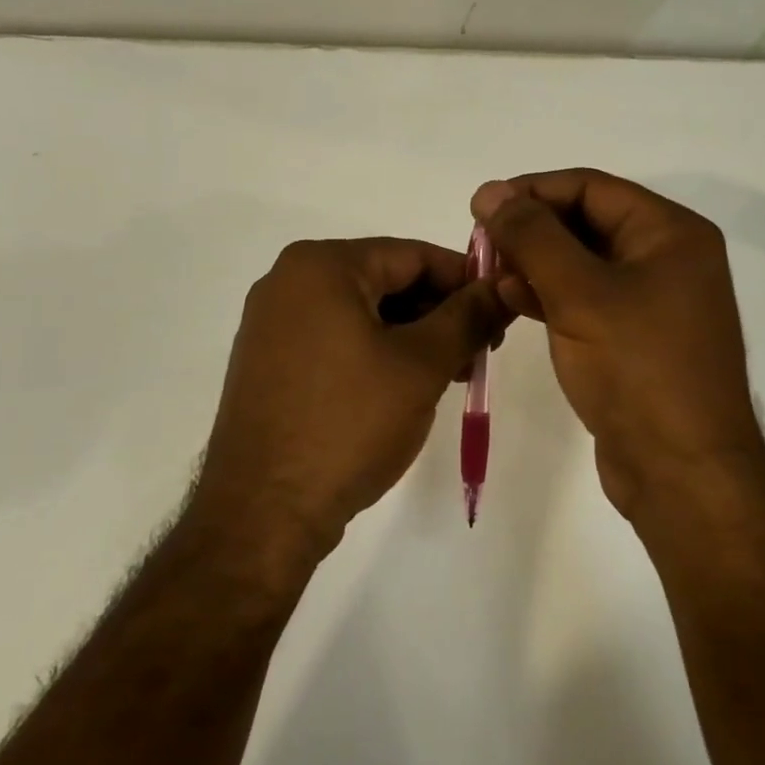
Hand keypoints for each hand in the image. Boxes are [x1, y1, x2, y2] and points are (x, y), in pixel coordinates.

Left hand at [192, 238, 509, 558]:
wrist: (263, 511)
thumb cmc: (348, 423)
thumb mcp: (422, 365)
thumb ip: (468, 317)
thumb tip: (500, 286)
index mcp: (320, 265)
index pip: (412, 254)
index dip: (465, 280)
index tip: (501, 311)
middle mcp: (288, 282)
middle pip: (386, 281)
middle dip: (439, 313)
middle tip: (480, 352)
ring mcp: (273, 324)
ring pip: (363, 314)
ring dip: (412, 337)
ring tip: (452, 375)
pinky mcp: (269, 362)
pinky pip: (336, 340)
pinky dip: (377, 354)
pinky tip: (406, 388)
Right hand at [472, 170, 764, 521]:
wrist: (681, 471)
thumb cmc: (637, 369)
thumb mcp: (580, 293)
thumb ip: (532, 237)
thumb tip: (490, 190)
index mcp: (671, 233)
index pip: (591, 188)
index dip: (532, 191)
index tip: (480, 207)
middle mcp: (667, 258)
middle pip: (586, 222)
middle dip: (530, 230)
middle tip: (479, 245)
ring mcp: (651, 301)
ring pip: (580, 263)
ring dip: (533, 264)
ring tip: (487, 274)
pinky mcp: (633, 338)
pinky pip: (585, 299)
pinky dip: (547, 295)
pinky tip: (509, 300)